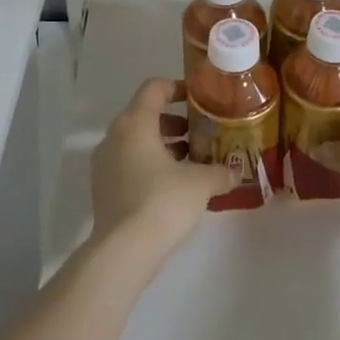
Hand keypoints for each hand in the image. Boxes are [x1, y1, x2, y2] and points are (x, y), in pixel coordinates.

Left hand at [90, 79, 233, 258]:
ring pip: (137, 142)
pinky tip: (175, 185)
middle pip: (145, 115)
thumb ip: (220, 172)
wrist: (124, 251)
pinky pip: (129, 164)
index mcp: (135, 123)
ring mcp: (104, 164)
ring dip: (163, 146)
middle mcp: (115, 137)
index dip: (177, 88)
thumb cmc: (163, 202)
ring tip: (192, 162)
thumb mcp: (200, 183)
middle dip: (174, 122)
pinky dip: (150, 165)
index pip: (154, 88)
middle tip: (201, 134)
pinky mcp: (103, 188)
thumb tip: (236, 172)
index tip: (199, 98)